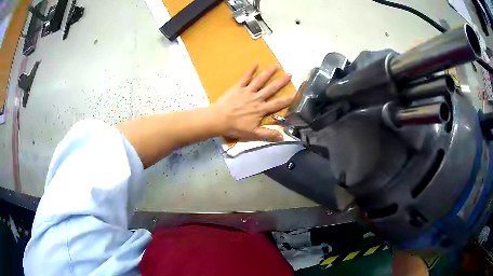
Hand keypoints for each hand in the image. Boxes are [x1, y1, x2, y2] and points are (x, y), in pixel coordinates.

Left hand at [210, 64, 293, 141]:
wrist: (218, 120)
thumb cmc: (235, 127)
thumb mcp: (253, 134)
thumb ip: (268, 134)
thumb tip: (283, 137)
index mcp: (261, 109)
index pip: (278, 104)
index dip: (288, 99)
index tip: (298, 93)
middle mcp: (256, 98)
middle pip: (271, 89)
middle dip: (281, 82)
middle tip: (290, 74)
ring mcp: (247, 91)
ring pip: (260, 80)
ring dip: (268, 73)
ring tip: (276, 65)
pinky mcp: (238, 87)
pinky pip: (245, 77)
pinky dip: (250, 70)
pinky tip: (255, 63)